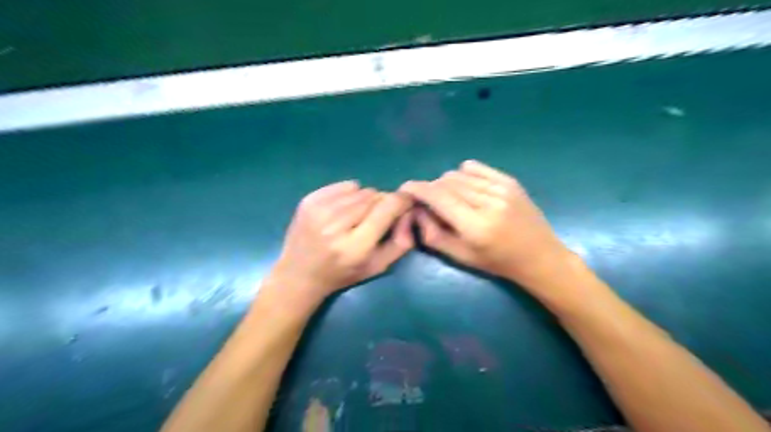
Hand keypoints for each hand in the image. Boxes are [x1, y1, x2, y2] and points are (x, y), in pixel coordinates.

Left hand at [272, 179, 415, 300]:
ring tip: (358, 216)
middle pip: (375, 196)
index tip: (406, 202)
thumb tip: (409, 212)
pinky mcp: (309, 200)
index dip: (402, 201)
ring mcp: (319, 210)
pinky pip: (344, 185)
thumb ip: (401, 242)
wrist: (299, 275)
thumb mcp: (378, 267)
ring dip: (366, 200)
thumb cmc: (342, 274)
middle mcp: (336, 225)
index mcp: (355, 246)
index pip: (388, 208)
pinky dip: (350, 194)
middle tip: (377, 218)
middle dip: (382, 204)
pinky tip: (343, 210)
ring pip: (361, 189)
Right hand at [400, 159, 574, 289]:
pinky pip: (475, 167)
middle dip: (432, 190)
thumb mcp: (460, 257)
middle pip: (446, 182)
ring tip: (452, 200)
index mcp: (476, 226)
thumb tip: (417, 210)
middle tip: (431, 203)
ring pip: (458, 174)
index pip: (438, 197)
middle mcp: (489, 202)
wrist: (539, 256)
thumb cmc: (497, 263)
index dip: (417, 189)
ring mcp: (502, 188)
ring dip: (446, 184)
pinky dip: (463, 175)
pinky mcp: (509, 181)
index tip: (405, 188)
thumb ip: (433, 234)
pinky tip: (467, 189)